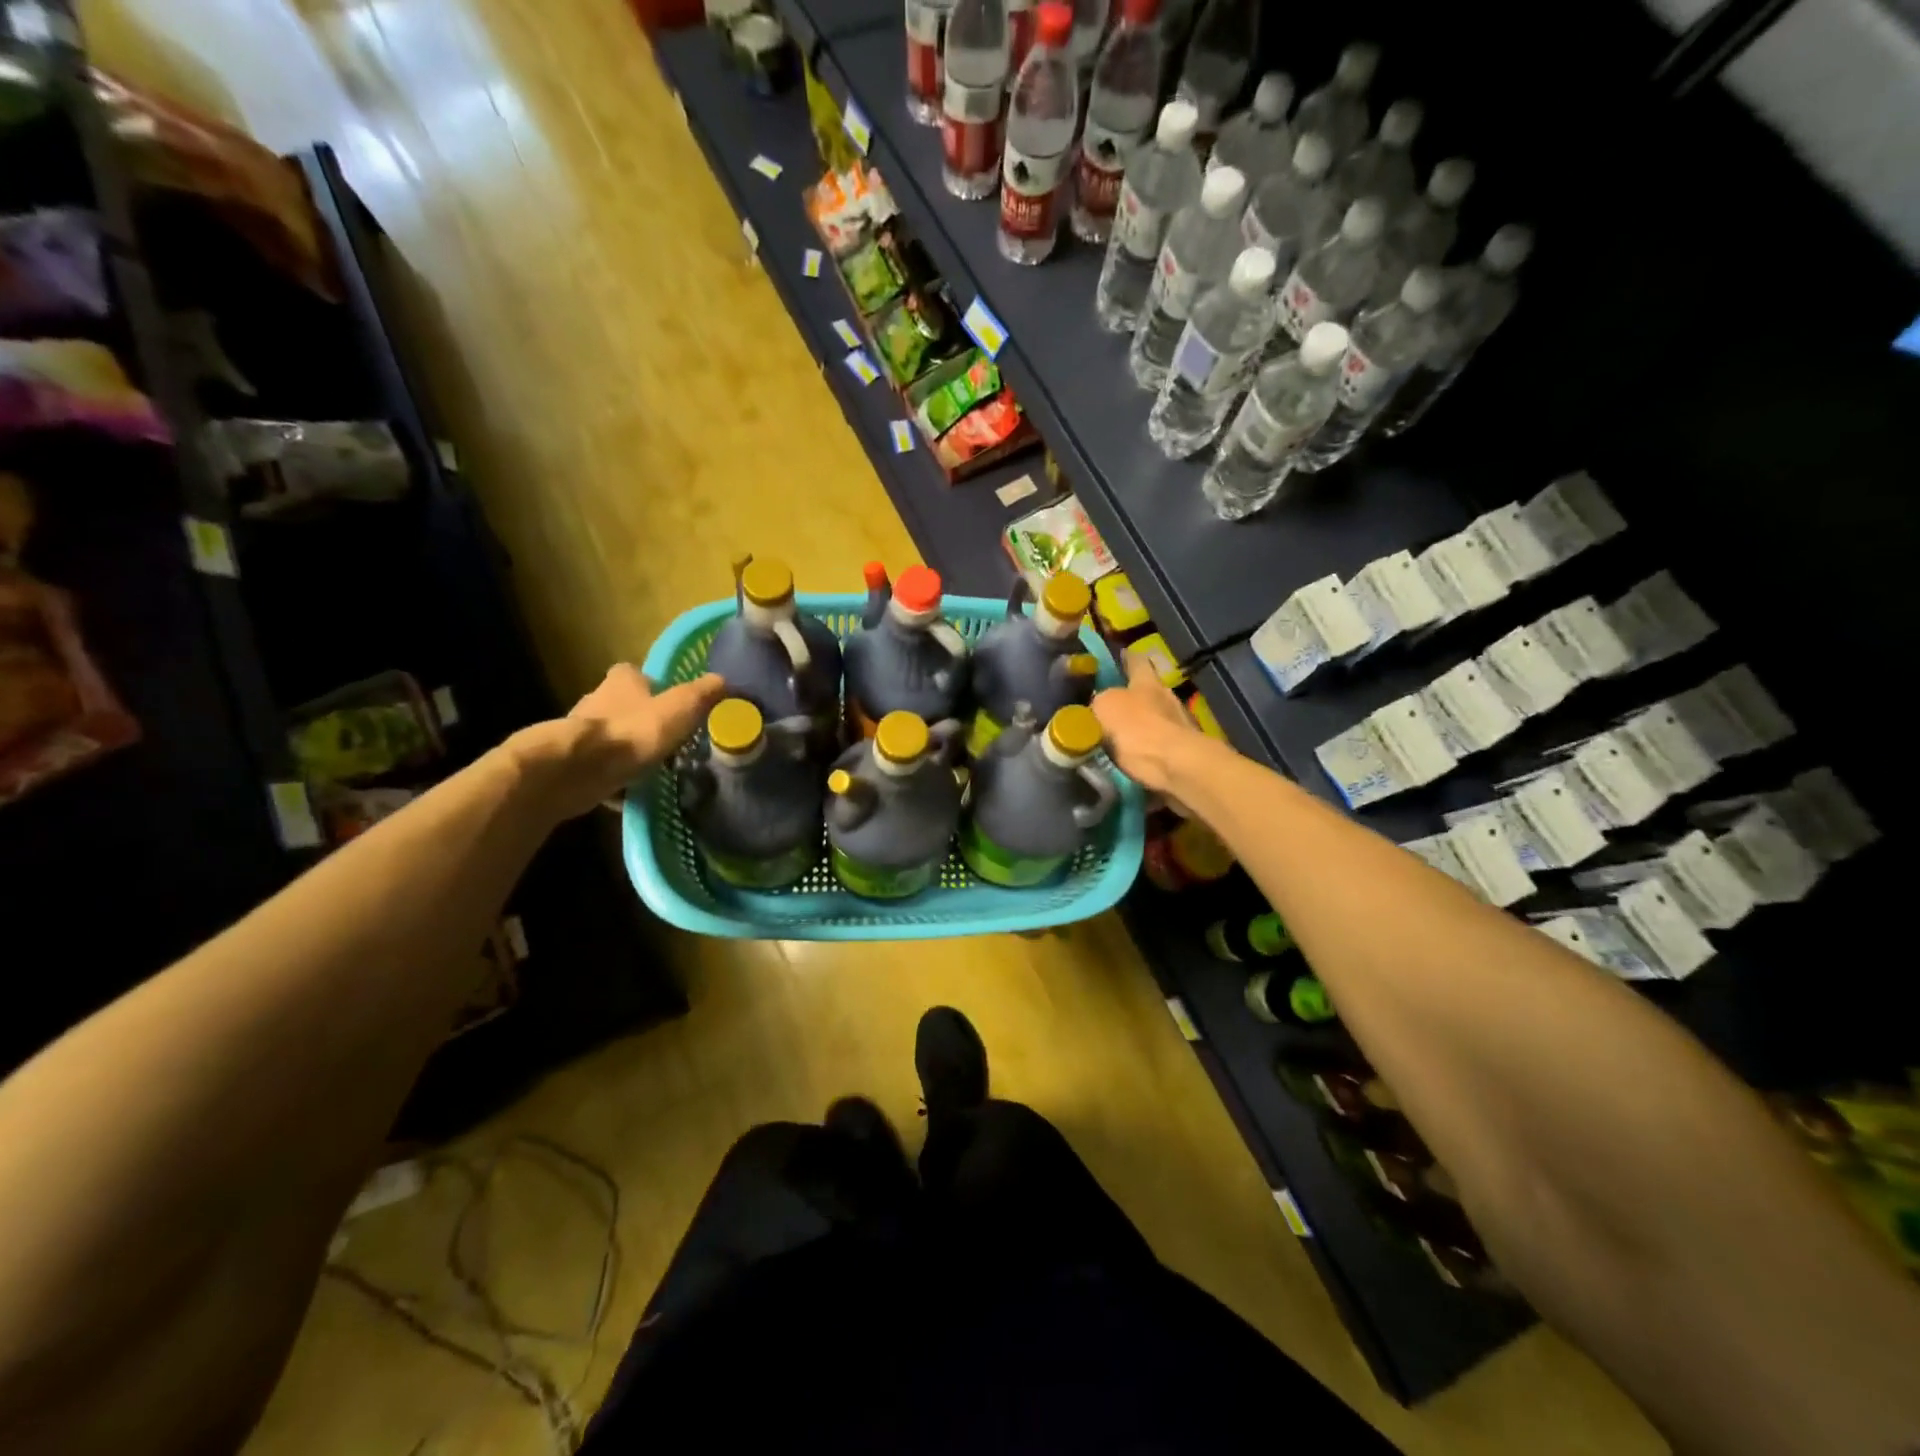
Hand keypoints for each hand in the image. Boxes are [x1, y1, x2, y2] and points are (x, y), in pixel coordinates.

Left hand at [523, 665, 724, 819]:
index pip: (634, 673)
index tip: (669, 703)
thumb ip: (701, 695)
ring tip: (651, 767)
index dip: (652, 685)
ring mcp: (580, 733)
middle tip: (666, 739)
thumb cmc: (632, 733)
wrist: (576, 771)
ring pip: (609, 736)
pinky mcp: (571, 762)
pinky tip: (629, 792)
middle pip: (621, 704)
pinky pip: (599, 767)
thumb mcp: (679, 710)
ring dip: (625, 748)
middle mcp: (596, 700)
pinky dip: (612, 776)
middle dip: (640, 719)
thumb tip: (724, 680)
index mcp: (621, 682)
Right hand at [1091, 653, 1203, 793]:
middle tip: (1102, 708)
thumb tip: (1097, 705)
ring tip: (1111, 740)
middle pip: (1145, 691)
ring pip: (1151, 721)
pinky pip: (1156, 748)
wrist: (1176, 768)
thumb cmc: (1139, 730)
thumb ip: (1099, 701)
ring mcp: (1178, 726)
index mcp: (1147, 681)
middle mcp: (1166, 698)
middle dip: (1127, 698)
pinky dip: (1142, 753)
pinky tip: (1127, 762)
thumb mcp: (1105, 707)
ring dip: (1135, 729)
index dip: (1123, 658)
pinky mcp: (1181, 753)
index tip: (1111, 659)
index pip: (1136, 660)